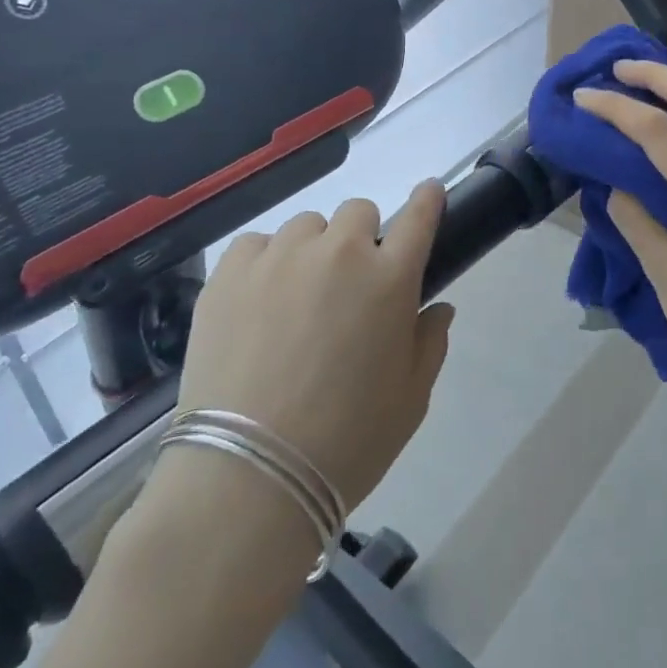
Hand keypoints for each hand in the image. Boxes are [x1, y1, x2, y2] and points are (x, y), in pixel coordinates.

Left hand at [166, 183, 454, 511]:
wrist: (250, 474)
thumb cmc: (347, 440)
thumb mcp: (411, 399)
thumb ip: (430, 342)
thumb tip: (437, 307)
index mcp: (390, 279)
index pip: (419, 217)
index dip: (427, 200)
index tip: (429, 193)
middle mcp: (339, 253)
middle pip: (358, 212)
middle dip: (362, 239)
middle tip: (350, 284)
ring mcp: (280, 257)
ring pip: (306, 226)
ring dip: (313, 250)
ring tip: (297, 298)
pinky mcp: (229, 273)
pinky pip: (257, 244)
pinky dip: (265, 263)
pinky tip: (257, 303)